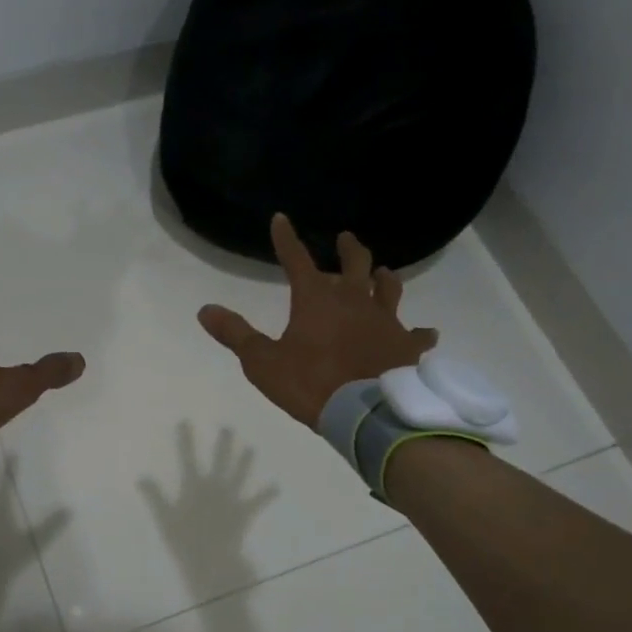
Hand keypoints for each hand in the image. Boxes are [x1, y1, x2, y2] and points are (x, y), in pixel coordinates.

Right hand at [198, 214, 436, 426]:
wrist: (365, 412)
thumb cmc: (310, 384)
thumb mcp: (262, 362)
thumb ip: (236, 334)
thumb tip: (205, 309)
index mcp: (316, 300)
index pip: (297, 259)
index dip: (286, 239)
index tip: (281, 219)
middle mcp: (354, 301)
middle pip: (355, 264)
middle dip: (348, 249)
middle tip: (346, 238)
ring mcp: (386, 321)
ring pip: (388, 288)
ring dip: (383, 278)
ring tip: (382, 272)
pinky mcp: (407, 346)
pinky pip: (418, 335)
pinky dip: (420, 333)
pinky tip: (426, 334)